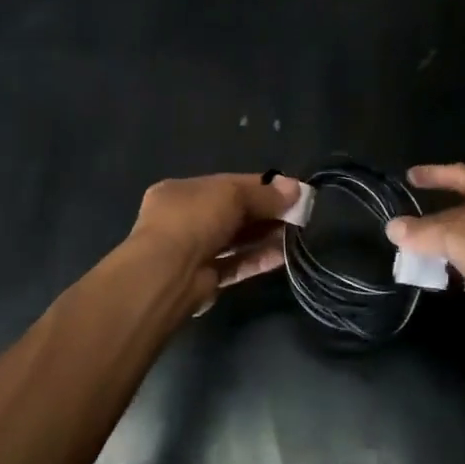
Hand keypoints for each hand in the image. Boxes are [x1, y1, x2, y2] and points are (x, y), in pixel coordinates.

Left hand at [123, 172, 301, 313]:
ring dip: (264, 235)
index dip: (260, 186)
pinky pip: (235, 264)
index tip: (290, 191)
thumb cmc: (194, 219)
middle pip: (232, 212)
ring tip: (295, 233)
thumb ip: (265, 194)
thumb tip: (297, 188)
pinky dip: (257, 259)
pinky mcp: (204, 279)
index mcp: (182, 191)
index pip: (227, 184)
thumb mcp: (232, 195)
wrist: (166, 274)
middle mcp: (184, 219)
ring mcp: (192, 250)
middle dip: (264, 212)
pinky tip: (283, 255)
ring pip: (234, 239)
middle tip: (298, 214)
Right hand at [385, 164, 464, 342]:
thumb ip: (425, 235)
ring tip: (425, 259)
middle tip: (409, 233)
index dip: (432, 175)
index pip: (458, 174)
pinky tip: (456, 282)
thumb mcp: (463, 244)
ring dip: (452, 247)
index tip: (409, 177)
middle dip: (437, 221)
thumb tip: (393, 228)